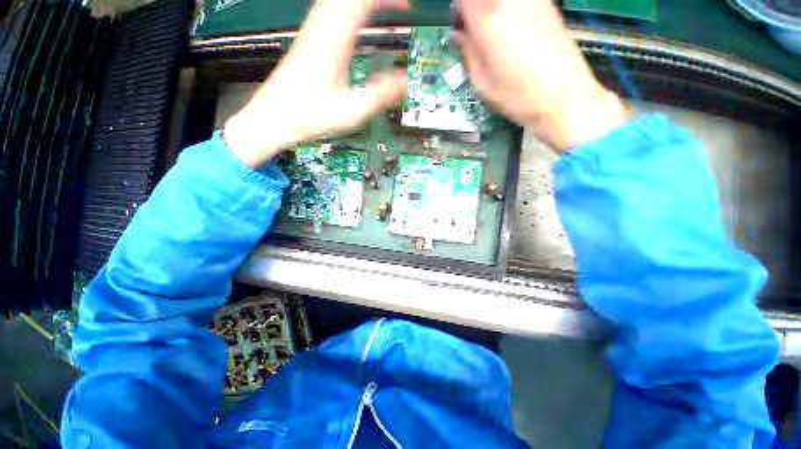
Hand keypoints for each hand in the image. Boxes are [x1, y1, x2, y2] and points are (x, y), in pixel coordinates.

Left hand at [224, 0, 408, 167]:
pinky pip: (329, 10)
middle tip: (399, 8)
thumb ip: (380, 95)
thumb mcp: (351, 111)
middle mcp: (320, 27)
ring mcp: (311, 31)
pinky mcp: (307, 40)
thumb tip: (407, 83)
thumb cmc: (310, 116)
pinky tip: (357, 23)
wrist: (272, 118)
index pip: (363, 0)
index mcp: (333, 39)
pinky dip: (350, 10)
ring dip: (363, 3)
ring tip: (384, 11)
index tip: (409, 8)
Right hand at [451, 0, 630, 151]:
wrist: (563, 97)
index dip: (457, 10)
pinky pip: (520, 0)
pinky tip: (511, 28)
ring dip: (491, 8)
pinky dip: (509, 8)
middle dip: (474, 8)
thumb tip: (458, 34)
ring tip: (493, 30)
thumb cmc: (517, 96)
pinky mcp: (547, 4)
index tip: (459, 28)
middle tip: (474, 29)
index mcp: (488, 21)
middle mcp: (509, 1)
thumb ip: (467, 52)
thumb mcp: (482, 83)